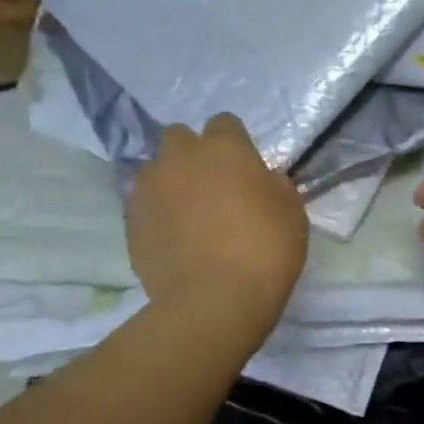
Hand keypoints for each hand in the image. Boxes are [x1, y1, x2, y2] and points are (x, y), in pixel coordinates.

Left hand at [128, 115, 308, 334]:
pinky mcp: (131, 223)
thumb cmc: (265, 250)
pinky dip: (157, 216)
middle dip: (192, 154)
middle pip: (179, 137)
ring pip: (155, 171)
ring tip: (187, 216)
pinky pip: (144, 207)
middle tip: (212, 186)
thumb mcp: (292, 213)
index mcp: (223, 148)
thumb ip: (275, 186)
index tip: (244, 169)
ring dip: (170, 183)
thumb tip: (263, 181)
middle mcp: (180, 158)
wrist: (213, 301)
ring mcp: (149, 190)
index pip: (224, 123)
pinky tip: (174, 241)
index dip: (234, 143)